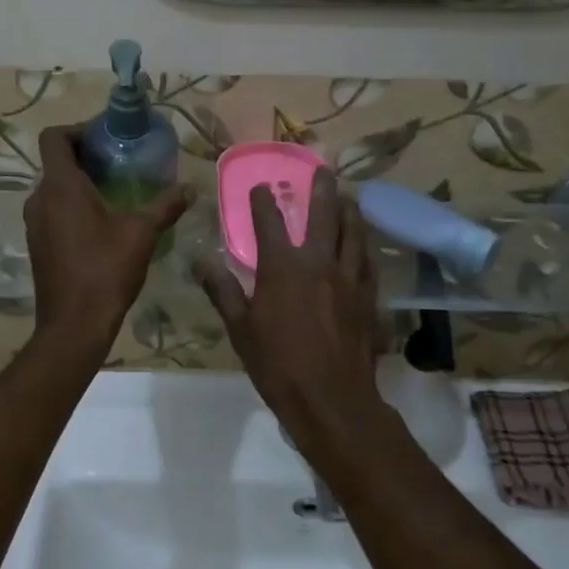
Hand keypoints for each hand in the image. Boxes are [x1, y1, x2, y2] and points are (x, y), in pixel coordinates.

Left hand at [26, 126, 190, 356]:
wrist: (73, 325)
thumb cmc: (105, 271)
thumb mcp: (141, 234)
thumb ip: (165, 206)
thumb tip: (191, 187)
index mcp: (60, 186)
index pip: (54, 137)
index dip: (77, 129)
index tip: (106, 137)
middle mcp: (40, 198)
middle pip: (56, 161)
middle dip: (86, 156)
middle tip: (120, 161)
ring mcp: (35, 223)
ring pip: (55, 187)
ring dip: (80, 181)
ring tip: (116, 189)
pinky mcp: (38, 243)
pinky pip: (53, 209)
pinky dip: (73, 204)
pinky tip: (103, 221)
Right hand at [196, 168, 381, 459]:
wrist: (332, 399)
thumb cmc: (278, 364)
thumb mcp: (240, 328)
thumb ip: (223, 289)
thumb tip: (201, 259)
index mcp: (283, 267)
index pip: (269, 222)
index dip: (263, 201)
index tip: (260, 186)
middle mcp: (318, 262)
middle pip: (323, 215)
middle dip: (321, 189)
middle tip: (324, 169)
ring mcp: (348, 278)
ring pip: (353, 233)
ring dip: (350, 211)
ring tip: (349, 197)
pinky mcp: (368, 297)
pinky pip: (367, 261)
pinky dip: (363, 246)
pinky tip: (363, 245)